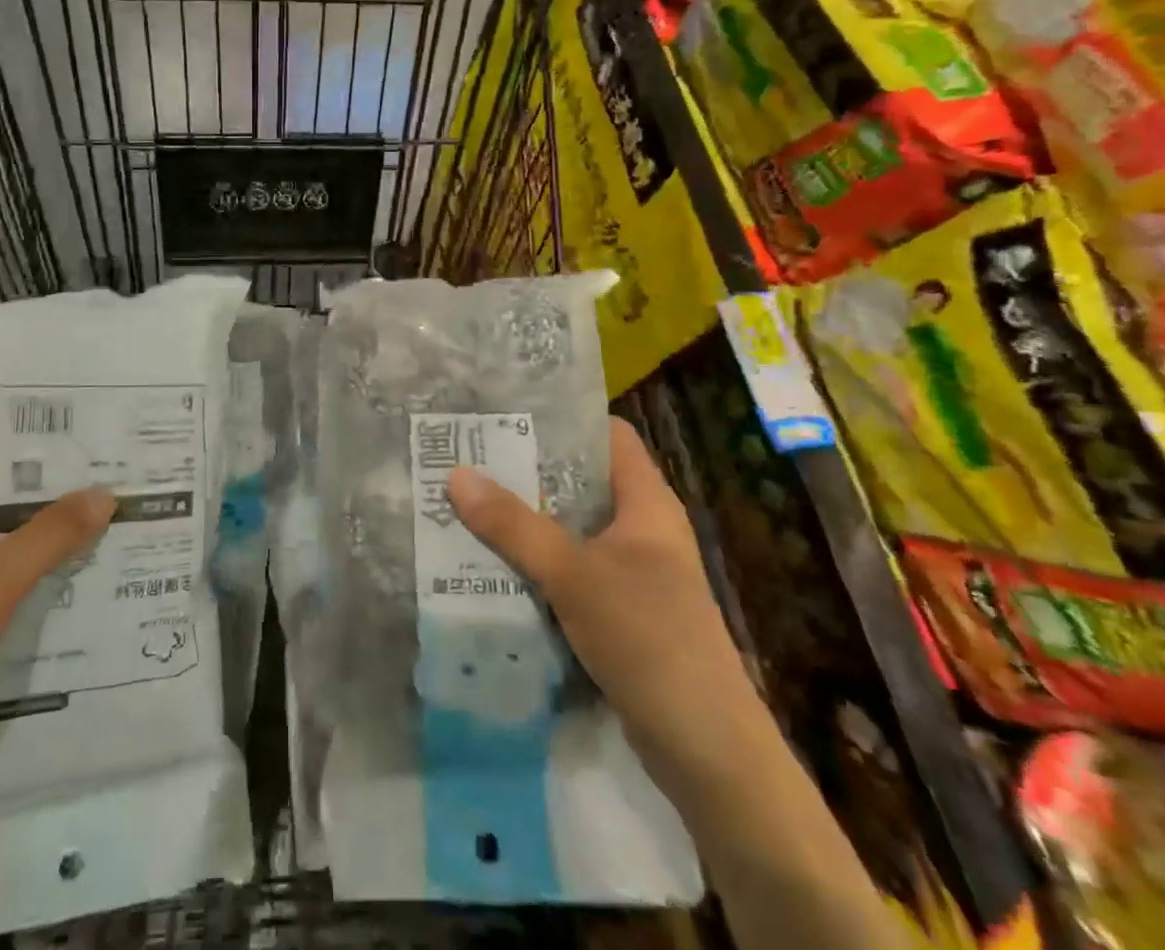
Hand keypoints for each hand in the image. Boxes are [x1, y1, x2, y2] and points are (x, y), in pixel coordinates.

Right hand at [447, 417, 766, 795]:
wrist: (708, 752)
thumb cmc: (650, 639)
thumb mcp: (574, 575)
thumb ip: (514, 526)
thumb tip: (456, 475)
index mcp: (647, 503)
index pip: (608, 435)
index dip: (563, 418)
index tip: (507, 412)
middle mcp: (642, 529)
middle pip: (582, 481)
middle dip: (528, 470)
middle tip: (470, 454)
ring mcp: (633, 573)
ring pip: (571, 528)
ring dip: (526, 519)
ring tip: (468, 501)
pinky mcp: (620, 612)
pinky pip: (571, 570)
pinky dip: (536, 562)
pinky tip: (492, 562)